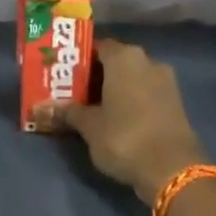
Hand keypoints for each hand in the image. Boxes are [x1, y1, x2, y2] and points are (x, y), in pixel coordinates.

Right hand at [63, 39, 207, 205]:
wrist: (173, 169)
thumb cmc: (124, 137)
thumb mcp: (89, 126)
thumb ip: (67, 112)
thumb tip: (40, 107)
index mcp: (125, 57)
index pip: (97, 47)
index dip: (78, 59)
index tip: (62, 74)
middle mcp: (148, 61)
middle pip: (115, 62)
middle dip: (95, 76)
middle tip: (72, 92)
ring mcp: (166, 82)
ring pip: (132, 79)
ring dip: (113, 90)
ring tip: (91, 108)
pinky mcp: (176, 103)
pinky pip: (146, 94)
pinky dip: (130, 102)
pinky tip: (115, 119)